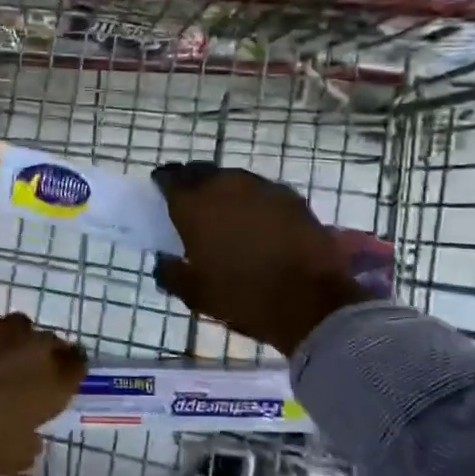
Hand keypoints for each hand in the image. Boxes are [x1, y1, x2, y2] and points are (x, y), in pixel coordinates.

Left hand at [0, 311, 87, 475]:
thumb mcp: (8, 461)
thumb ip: (30, 443)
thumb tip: (32, 434)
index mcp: (50, 380)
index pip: (77, 365)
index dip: (67, 374)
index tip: (54, 386)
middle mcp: (31, 344)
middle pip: (48, 343)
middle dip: (39, 358)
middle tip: (18, 379)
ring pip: (16, 330)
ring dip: (10, 345)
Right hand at [152, 162, 367, 356]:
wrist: (313, 302)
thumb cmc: (244, 297)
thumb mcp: (195, 294)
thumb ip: (171, 272)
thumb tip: (163, 260)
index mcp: (195, 205)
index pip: (169, 178)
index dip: (163, 185)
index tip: (161, 196)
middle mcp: (225, 185)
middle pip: (201, 173)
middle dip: (193, 185)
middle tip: (192, 206)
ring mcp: (261, 187)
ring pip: (233, 179)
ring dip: (225, 192)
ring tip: (226, 214)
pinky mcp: (291, 197)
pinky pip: (261, 192)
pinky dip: (253, 202)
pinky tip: (257, 223)